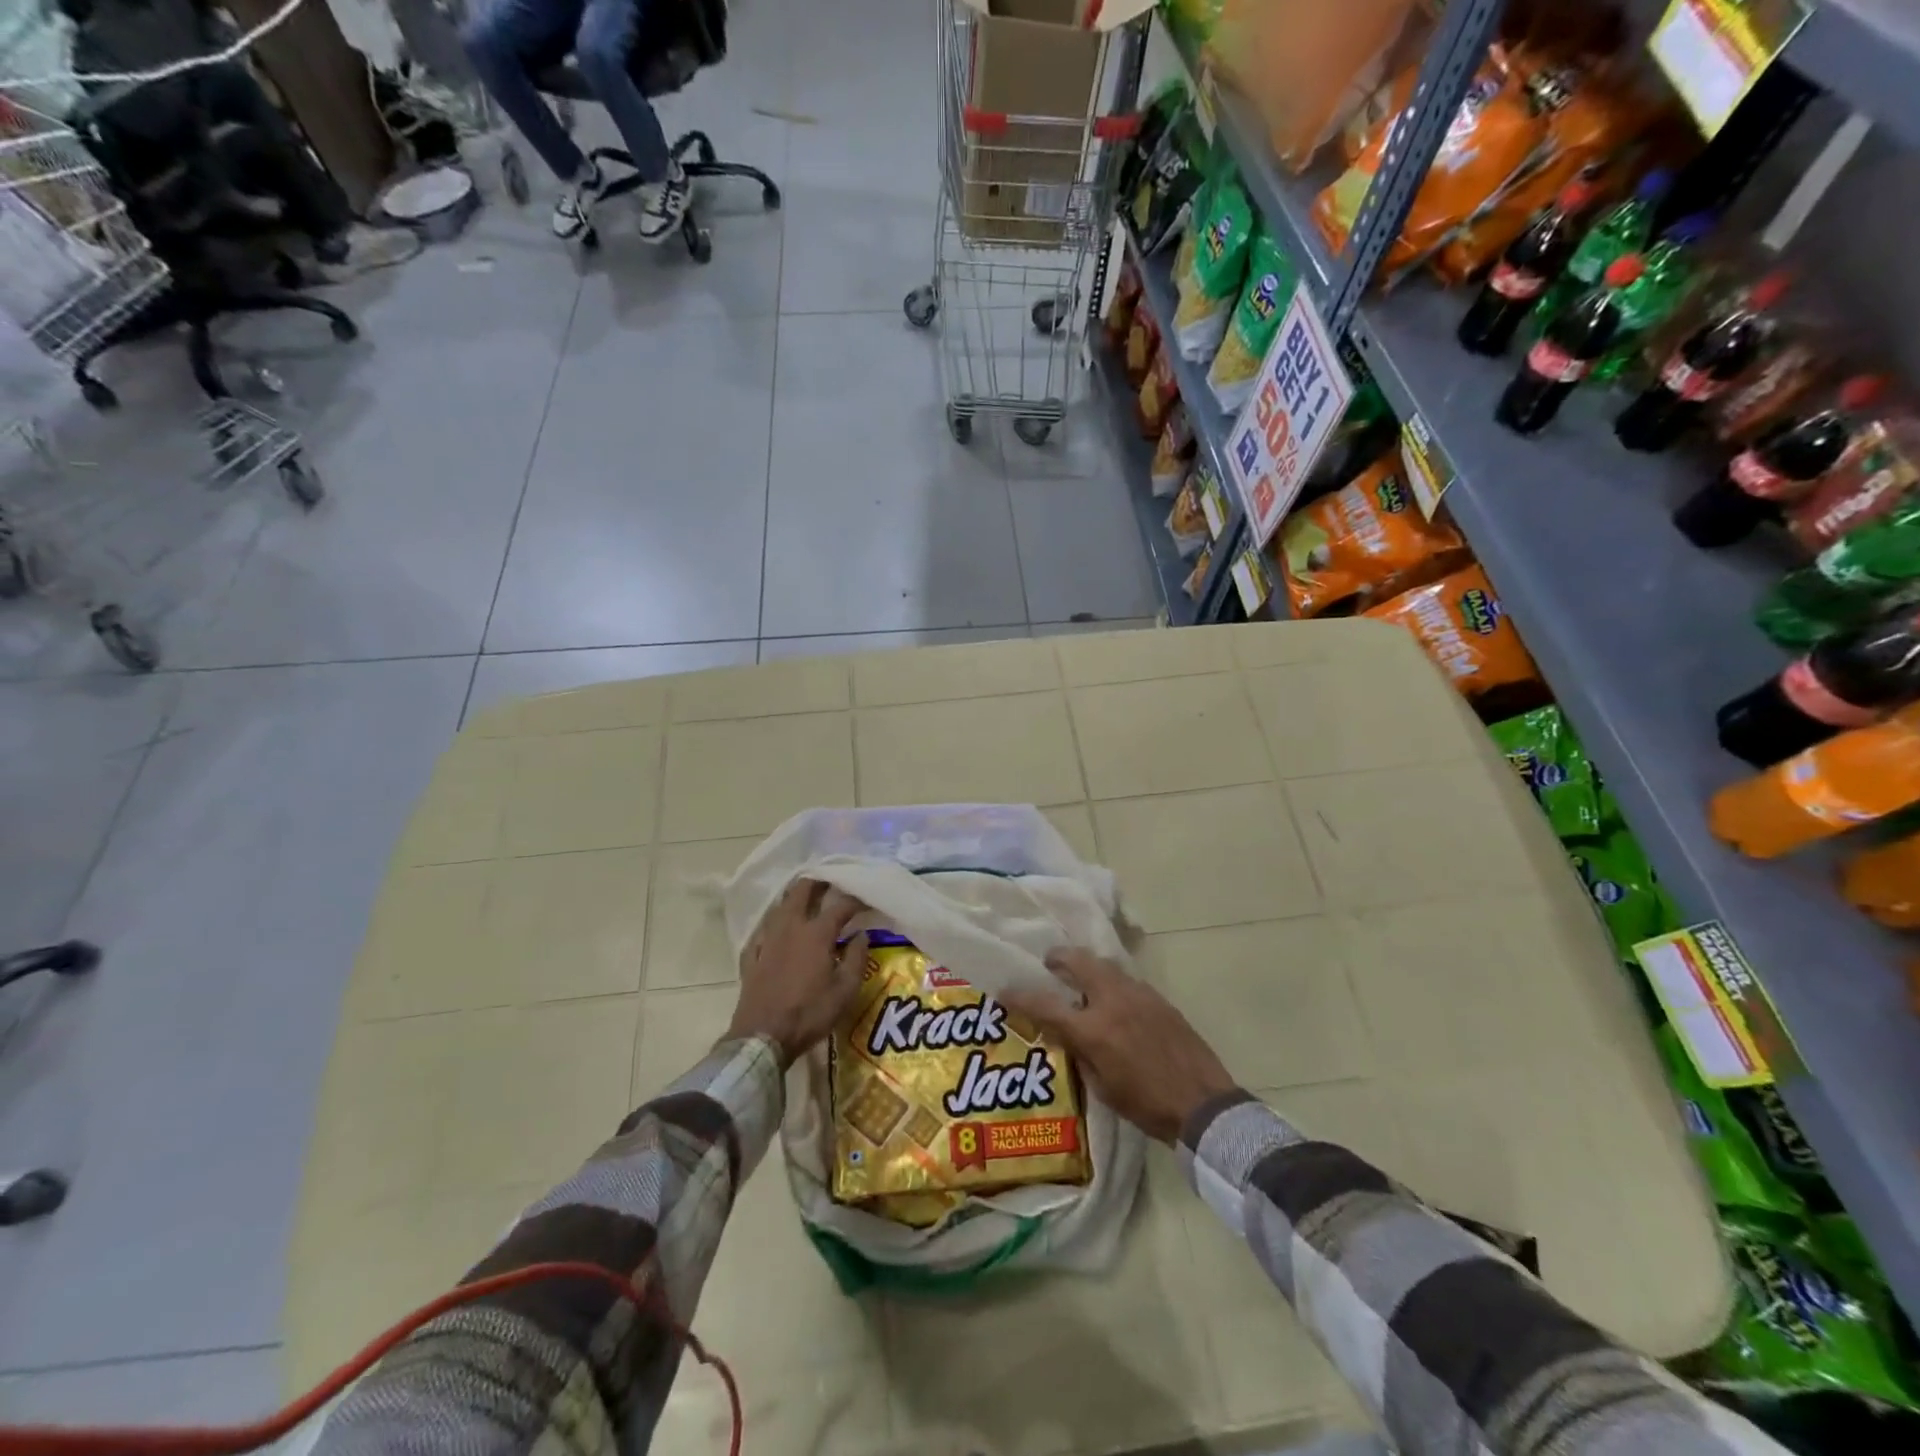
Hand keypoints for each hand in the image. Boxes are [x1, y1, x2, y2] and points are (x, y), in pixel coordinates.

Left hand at [726, 879, 867, 1066]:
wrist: (763, 1037)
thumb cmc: (810, 1013)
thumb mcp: (845, 991)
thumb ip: (857, 958)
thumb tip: (861, 934)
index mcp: (816, 933)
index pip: (840, 906)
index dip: (855, 899)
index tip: (866, 897)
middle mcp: (791, 928)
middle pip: (802, 892)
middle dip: (817, 882)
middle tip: (829, 880)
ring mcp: (767, 940)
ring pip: (780, 907)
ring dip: (794, 897)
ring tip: (805, 896)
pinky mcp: (752, 957)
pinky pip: (763, 931)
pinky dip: (773, 925)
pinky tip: (776, 929)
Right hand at [1000, 948, 1235, 1143]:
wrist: (1204, 1104)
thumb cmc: (1147, 1106)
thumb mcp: (1103, 1088)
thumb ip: (1080, 1054)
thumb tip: (1067, 1034)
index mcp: (1094, 1029)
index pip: (1046, 1005)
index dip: (1020, 997)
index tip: (1004, 992)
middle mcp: (1113, 1001)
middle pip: (1078, 962)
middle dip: (1058, 958)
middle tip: (1048, 964)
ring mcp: (1139, 995)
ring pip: (1104, 965)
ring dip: (1086, 967)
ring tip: (1079, 979)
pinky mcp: (1158, 998)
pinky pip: (1125, 979)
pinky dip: (1110, 981)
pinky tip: (1112, 999)